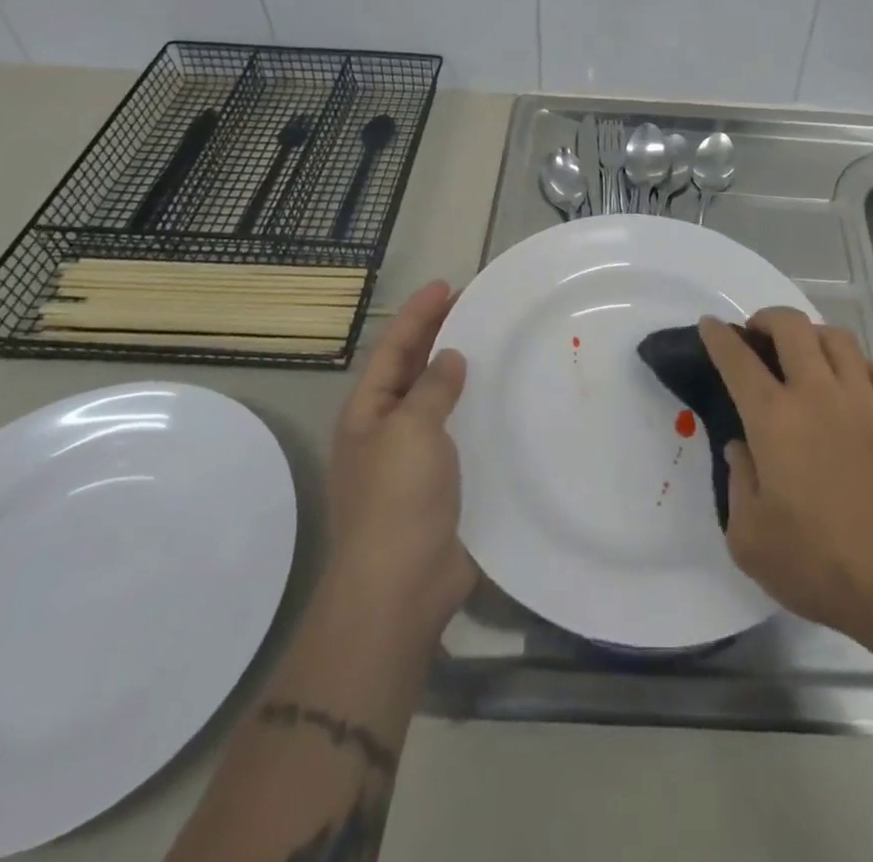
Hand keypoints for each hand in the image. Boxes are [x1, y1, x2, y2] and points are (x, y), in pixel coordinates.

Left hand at [324, 280, 477, 640]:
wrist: (402, 586)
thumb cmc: (398, 499)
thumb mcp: (411, 430)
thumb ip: (432, 388)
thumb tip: (449, 358)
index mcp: (368, 412)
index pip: (393, 348)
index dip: (418, 314)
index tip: (447, 284)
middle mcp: (387, 429)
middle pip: (413, 369)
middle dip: (439, 335)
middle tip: (475, 305)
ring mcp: (414, 458)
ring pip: (439, 400)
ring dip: (460, 371)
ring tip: (494, 343)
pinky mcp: (443, 482)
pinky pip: (460, 431)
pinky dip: (477, 409)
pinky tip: (504, 399)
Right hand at [700, 309, 872, 648]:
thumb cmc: (818, 564)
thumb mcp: (750, 539)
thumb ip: (737, 484)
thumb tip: (741, 448)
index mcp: (774, 418)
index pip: (738, 360)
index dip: (719, 337)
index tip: (710, 325)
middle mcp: (818, 394)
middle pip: (792, 326)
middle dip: (767, 318)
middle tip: (757, 334)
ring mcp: (865, 401)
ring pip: (839, 338)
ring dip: (814, 335)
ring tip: (805, 352)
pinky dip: (862, 366)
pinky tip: (856, 383)